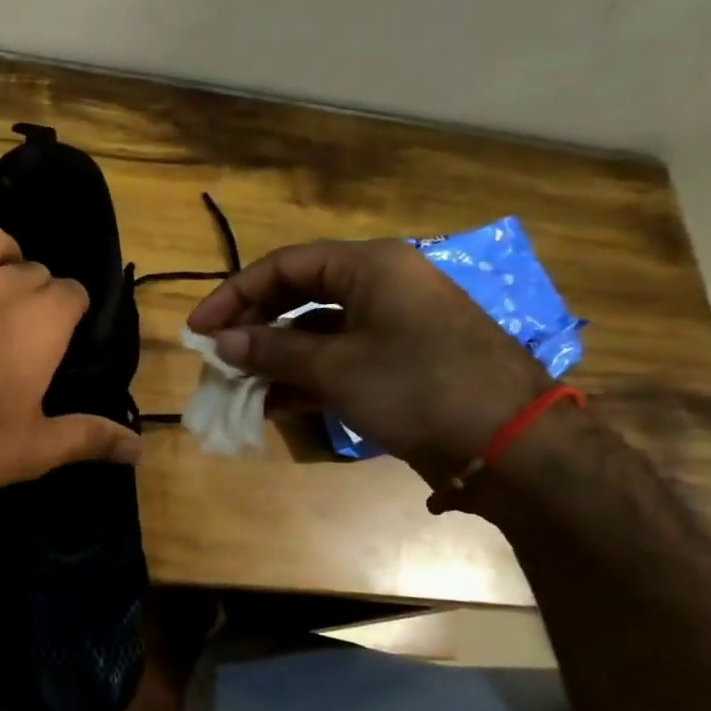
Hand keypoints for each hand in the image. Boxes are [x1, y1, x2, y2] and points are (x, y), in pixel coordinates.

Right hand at [188, 239, 550, 483]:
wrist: (512, 445)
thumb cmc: (418, 388)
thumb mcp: (336, 368)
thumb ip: (272, 350)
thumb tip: (219, 341)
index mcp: (370, 266)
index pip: (284, 266)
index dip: (234, 295)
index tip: (198, 329)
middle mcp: (381, 284)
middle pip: (299, 295)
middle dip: (254, 327)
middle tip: (218, 358)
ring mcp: (394, 323)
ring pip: (317, 330)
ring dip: (277, 357)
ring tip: (241, 387)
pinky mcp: (401, 359)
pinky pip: (341, 356)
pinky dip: (307, 377)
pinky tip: (277, 405)